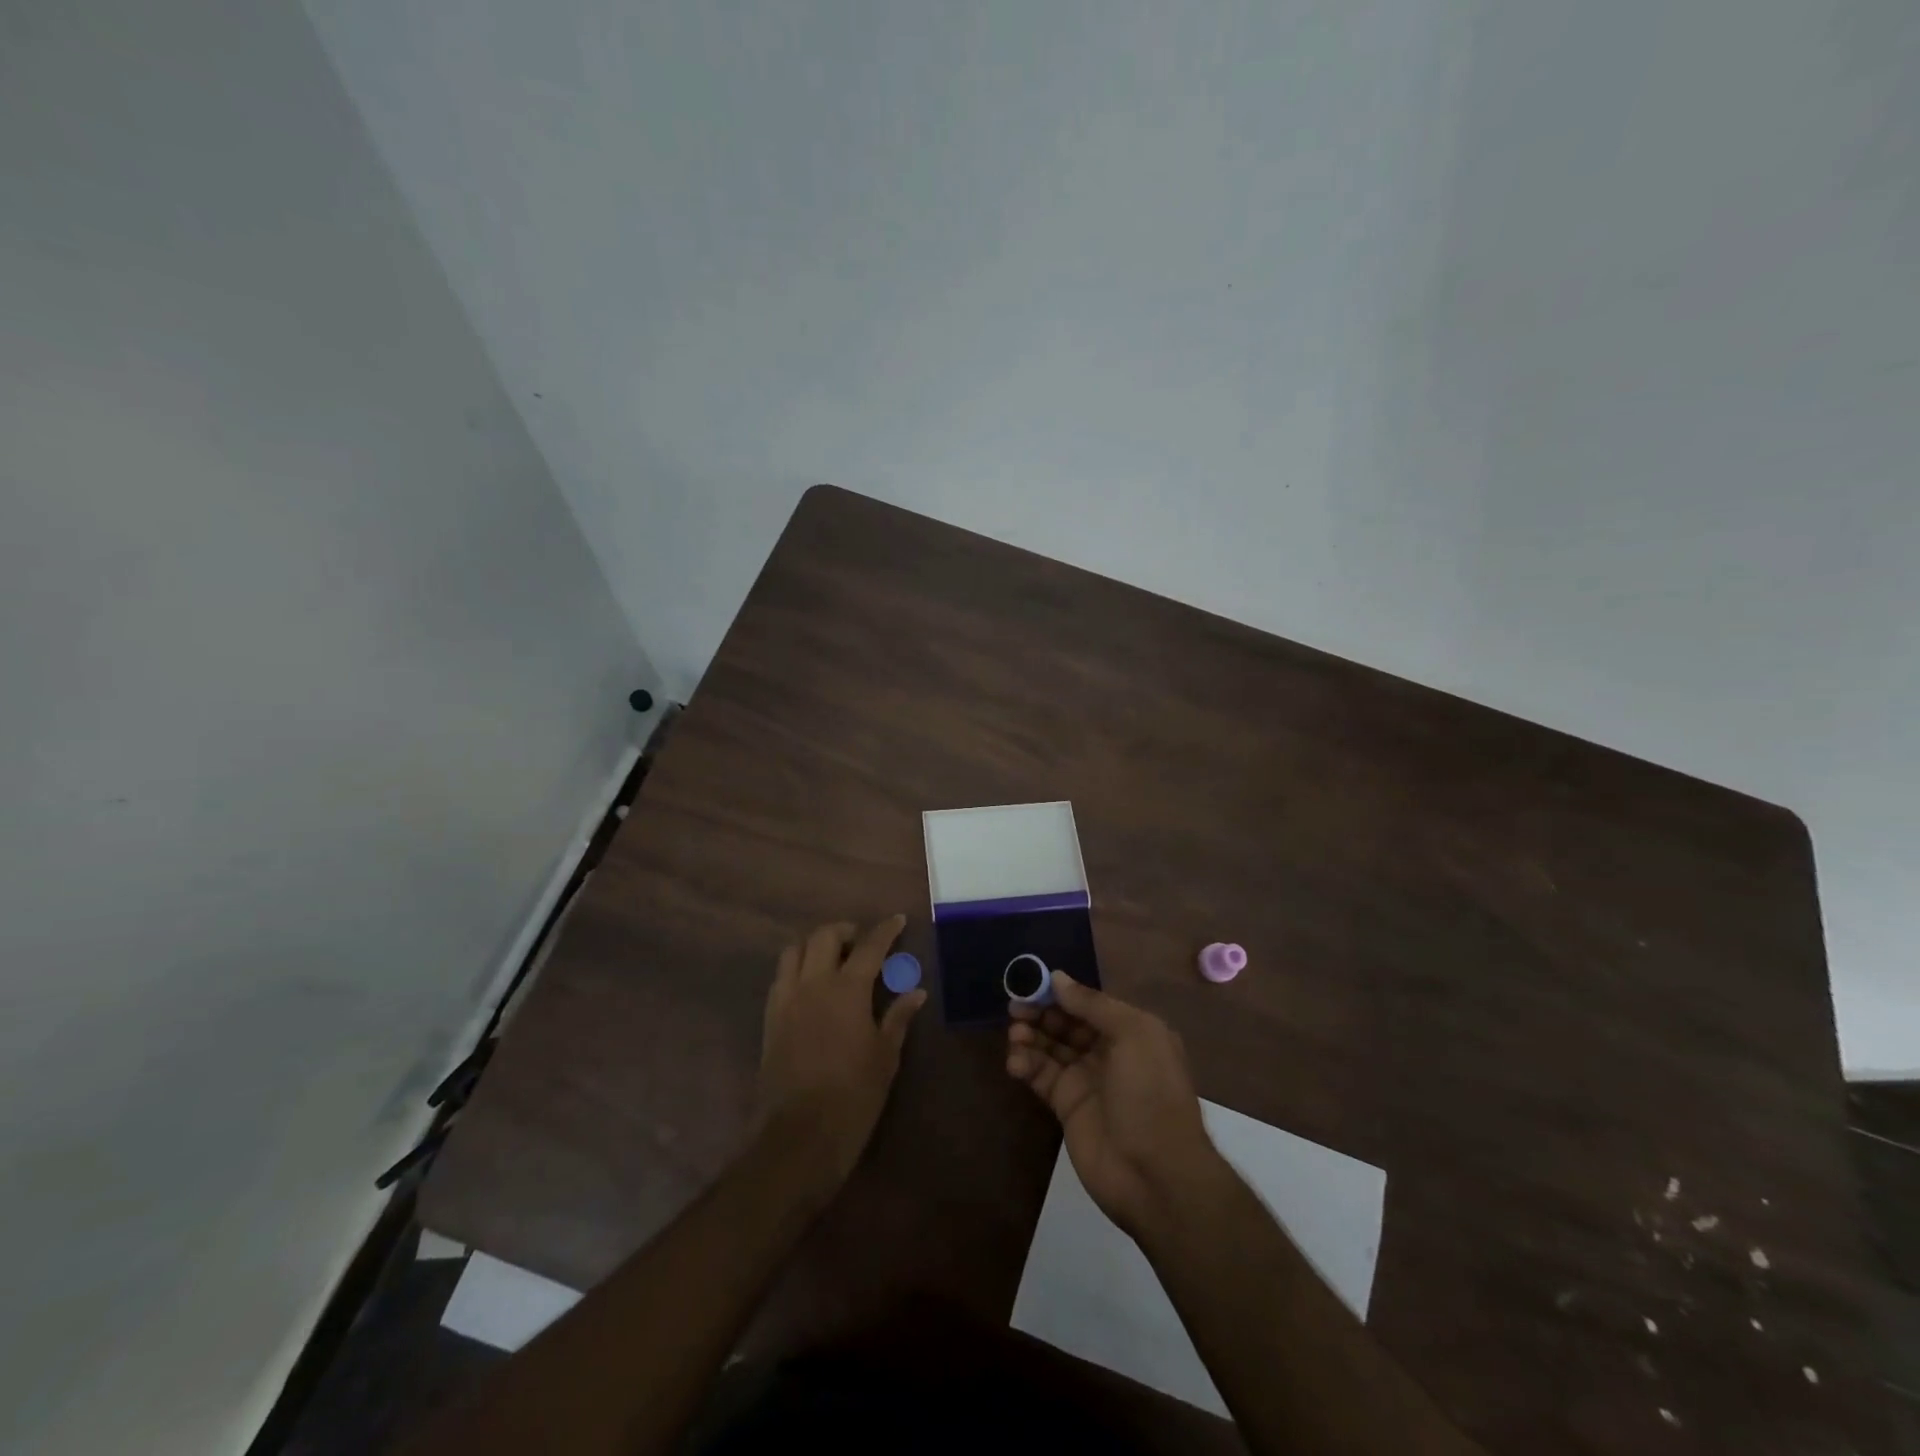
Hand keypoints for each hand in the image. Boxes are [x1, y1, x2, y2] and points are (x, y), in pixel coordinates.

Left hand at [754, 916, 927, 1192]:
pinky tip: (810, 986)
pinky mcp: (770, 1019)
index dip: (885, 930)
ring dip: (814, 945)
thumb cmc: (853, 1096)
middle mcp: (813, 984)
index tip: (898, 920)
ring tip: (832, 958)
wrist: (799, 1136)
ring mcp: (786, 1000)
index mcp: (847, 989)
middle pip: (824, 936)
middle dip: (845, 930)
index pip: (869, 946)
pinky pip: (780, 978)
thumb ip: (898, 1017)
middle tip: (861, 942)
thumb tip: (916, 991)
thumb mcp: (885, 1056)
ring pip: (794, 951)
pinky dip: (796, 969)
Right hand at [1006, 973, 1225, 1238]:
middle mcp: (1108, 1051)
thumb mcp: (1132, 1034)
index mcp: (1130, 1030)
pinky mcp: (1066, 1106)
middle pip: (1066, 1022)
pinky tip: (1015, 1062)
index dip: (1060, 992)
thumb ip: (1092, 1004)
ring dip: (1029, 1036)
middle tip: (1015, 1008)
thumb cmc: (1150, 1093)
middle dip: (1040, 1012)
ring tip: (1015, 1035)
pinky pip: (1041, 1076)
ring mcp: (1086, 1079)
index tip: (1031, 983)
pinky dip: (1025, 1065)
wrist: (1156, 1174)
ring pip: (1050, 1047)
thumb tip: (1057, 977)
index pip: (1088, 1003)